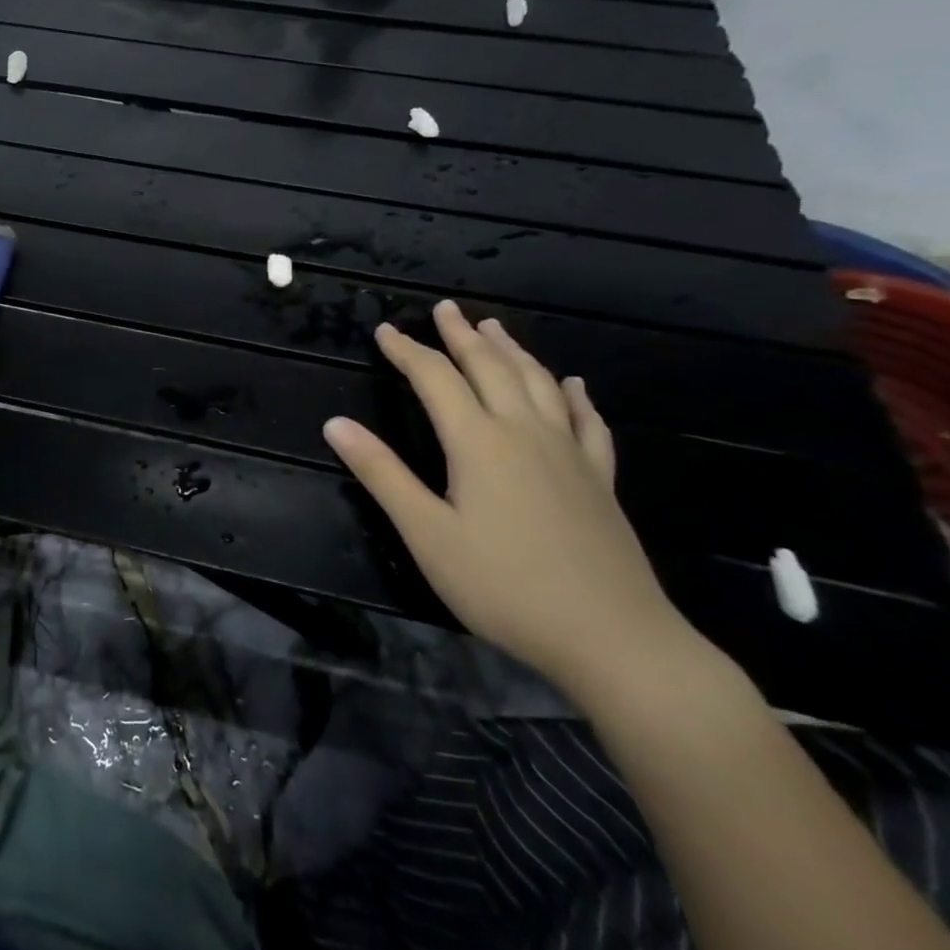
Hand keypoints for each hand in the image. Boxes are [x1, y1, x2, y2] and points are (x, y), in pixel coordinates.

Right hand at [324, 299, 699, 699]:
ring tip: (494, 327)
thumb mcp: (426, 534)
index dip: (407, 351)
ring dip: (513, 351)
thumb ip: (382, 473)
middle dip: (462, 336)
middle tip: (445, 308)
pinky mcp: (599, 480)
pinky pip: (588, 423)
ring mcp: (568, 454)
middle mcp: (525, 433)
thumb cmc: (505, 587)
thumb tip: (335, 423)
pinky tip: (574, 385)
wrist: (615, 640)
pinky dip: (576, 397)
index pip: (435, 379)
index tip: (385, 330)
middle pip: (491, 368)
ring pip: (539, 384)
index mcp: (479, 442)